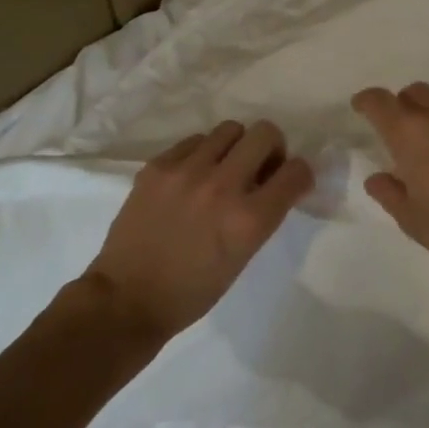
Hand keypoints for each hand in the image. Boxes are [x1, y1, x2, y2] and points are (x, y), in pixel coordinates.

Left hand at [84, 120, 313, 340]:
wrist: (128, 298)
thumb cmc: (193, 290)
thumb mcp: (242, 256)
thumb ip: (262, 214)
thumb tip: (270, 180)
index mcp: (249, 220)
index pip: (296, 172)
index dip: (300, 174)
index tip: (289, 181)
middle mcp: (222, 187)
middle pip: (265, 134)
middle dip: (272, 147)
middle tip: (259, 166)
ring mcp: (187, 172)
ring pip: (229, 129)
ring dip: (236, 146)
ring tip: (223, 168)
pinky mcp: (158, 166)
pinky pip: (194, 140)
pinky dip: (202, 153)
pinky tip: (192, 175)